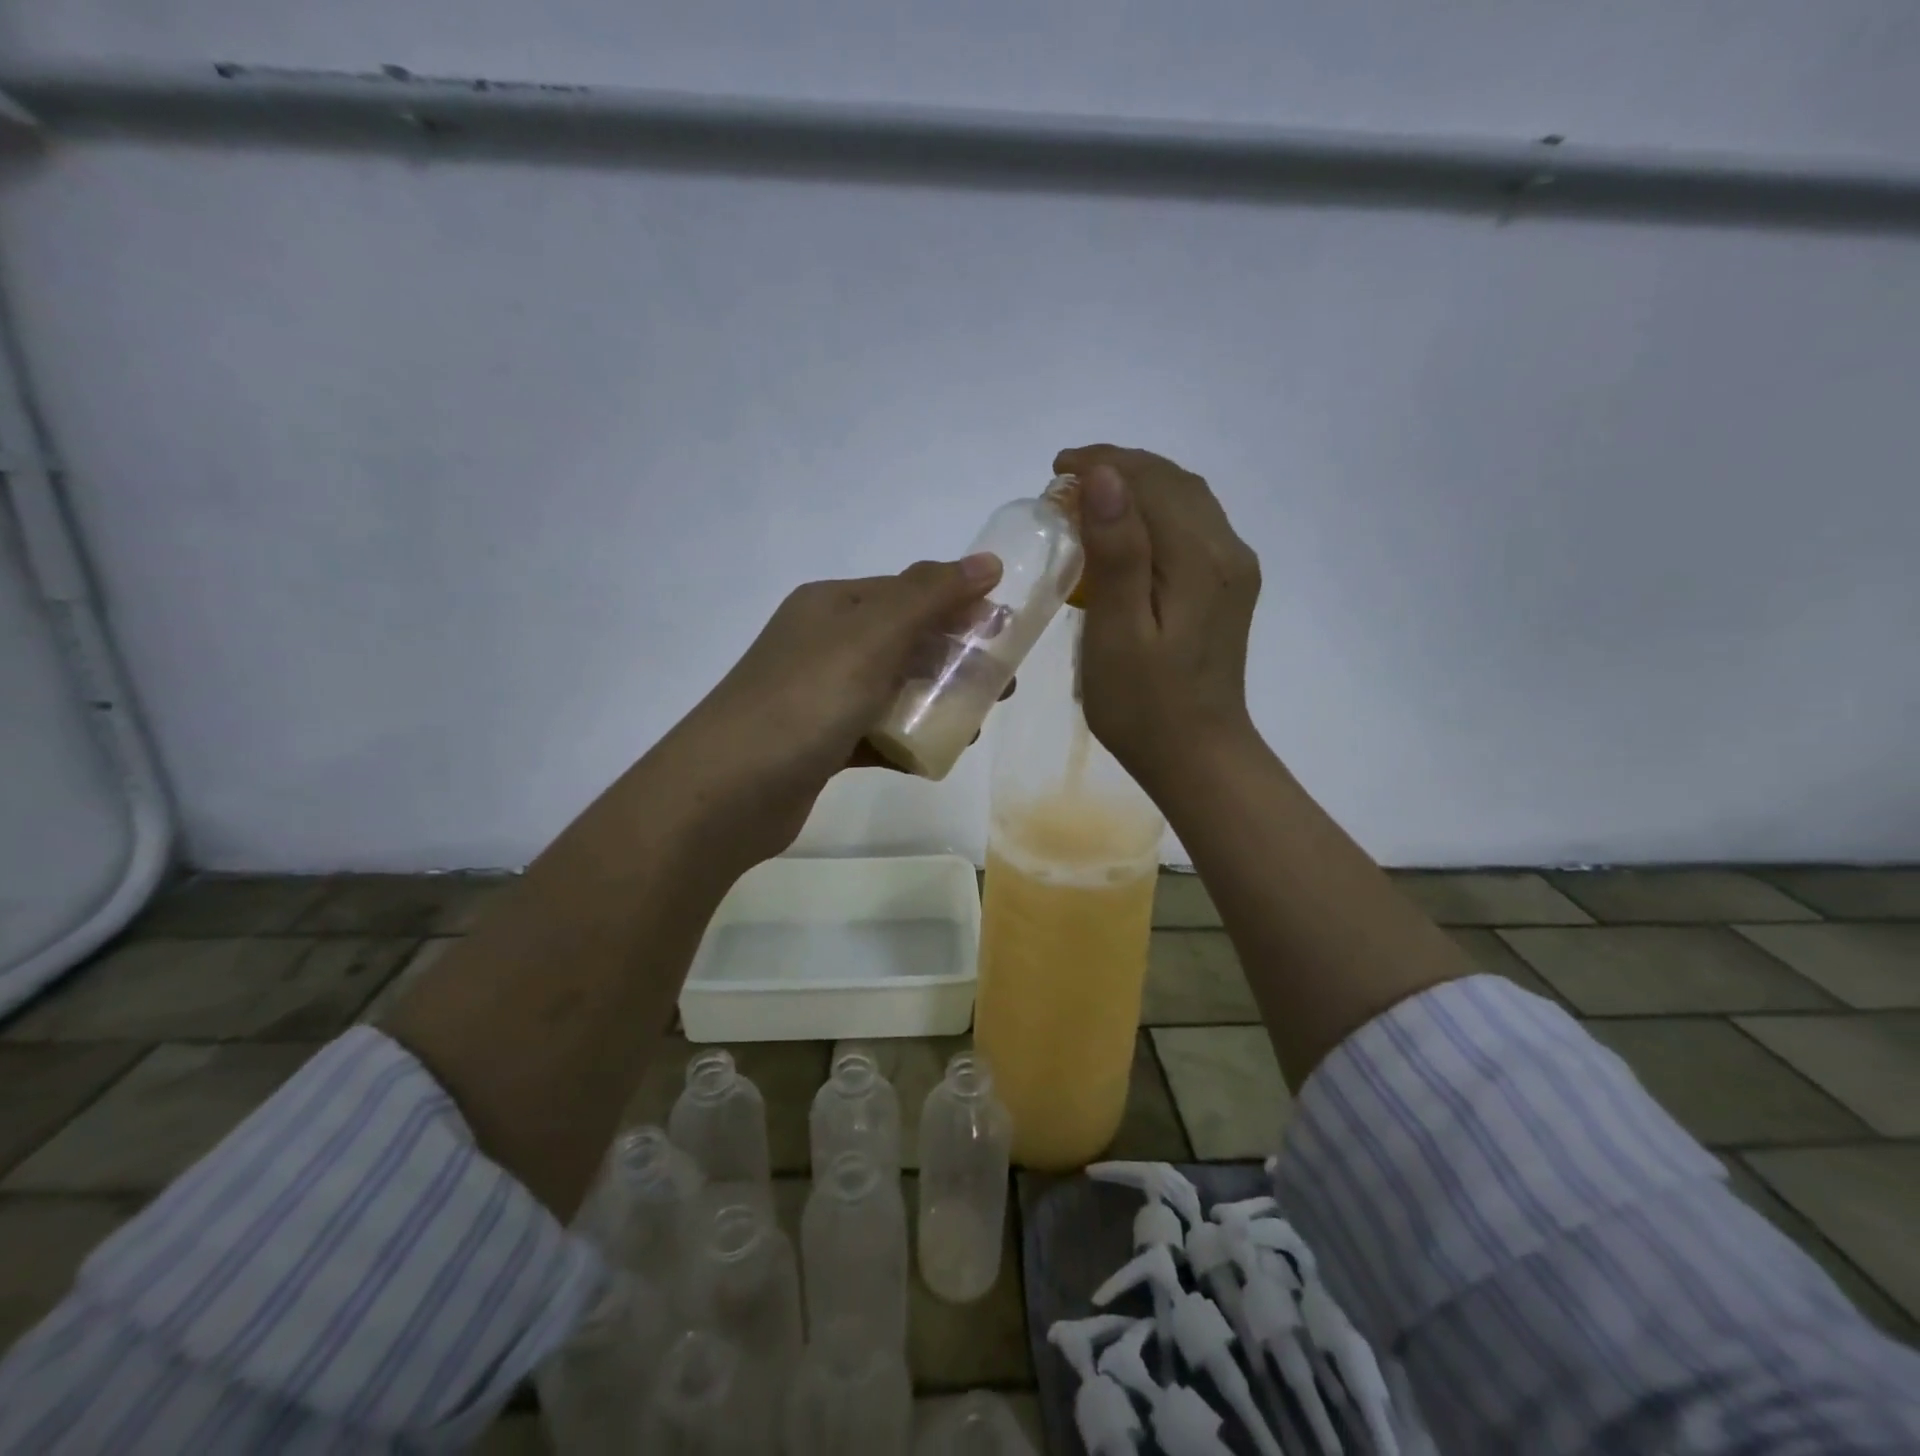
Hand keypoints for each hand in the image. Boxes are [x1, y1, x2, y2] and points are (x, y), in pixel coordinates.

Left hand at [652, 554, 1001, 866]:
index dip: (960, 607)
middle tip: (1001, 687)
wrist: (728, 792)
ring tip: (975, 726)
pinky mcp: (820, 744)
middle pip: (906, 641)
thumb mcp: (872, 636)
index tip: (1007, 634)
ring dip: (937, 702)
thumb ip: (930, 596)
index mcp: (833, 606)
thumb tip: (986, 561)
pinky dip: (907, 740)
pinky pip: (877, 733)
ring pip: (894, 689)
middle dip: (957, 659)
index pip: (909, 592)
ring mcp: (820, 696)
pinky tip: (935, 757)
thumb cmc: (806, 701)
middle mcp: (824, 643)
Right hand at [1054, 444, 1261, 788]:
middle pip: (1174, 483)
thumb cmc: (1143, 705)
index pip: (1152, 483)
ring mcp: (1233, 571)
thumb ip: (1116, 553)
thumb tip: (1103, 477)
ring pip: (1187, 501)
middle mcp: (1227, 552)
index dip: (1104, 463)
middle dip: (1120, 468)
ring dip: (1139, 486)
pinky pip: (1193, 527)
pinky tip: (1127, 531)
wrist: (1197, 756)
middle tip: (1065, 480)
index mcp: (1200, 561)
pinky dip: (1156, 513)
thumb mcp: (1117, 633)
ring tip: (1090, 497)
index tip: (1055, 469)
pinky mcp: (1227, 588)